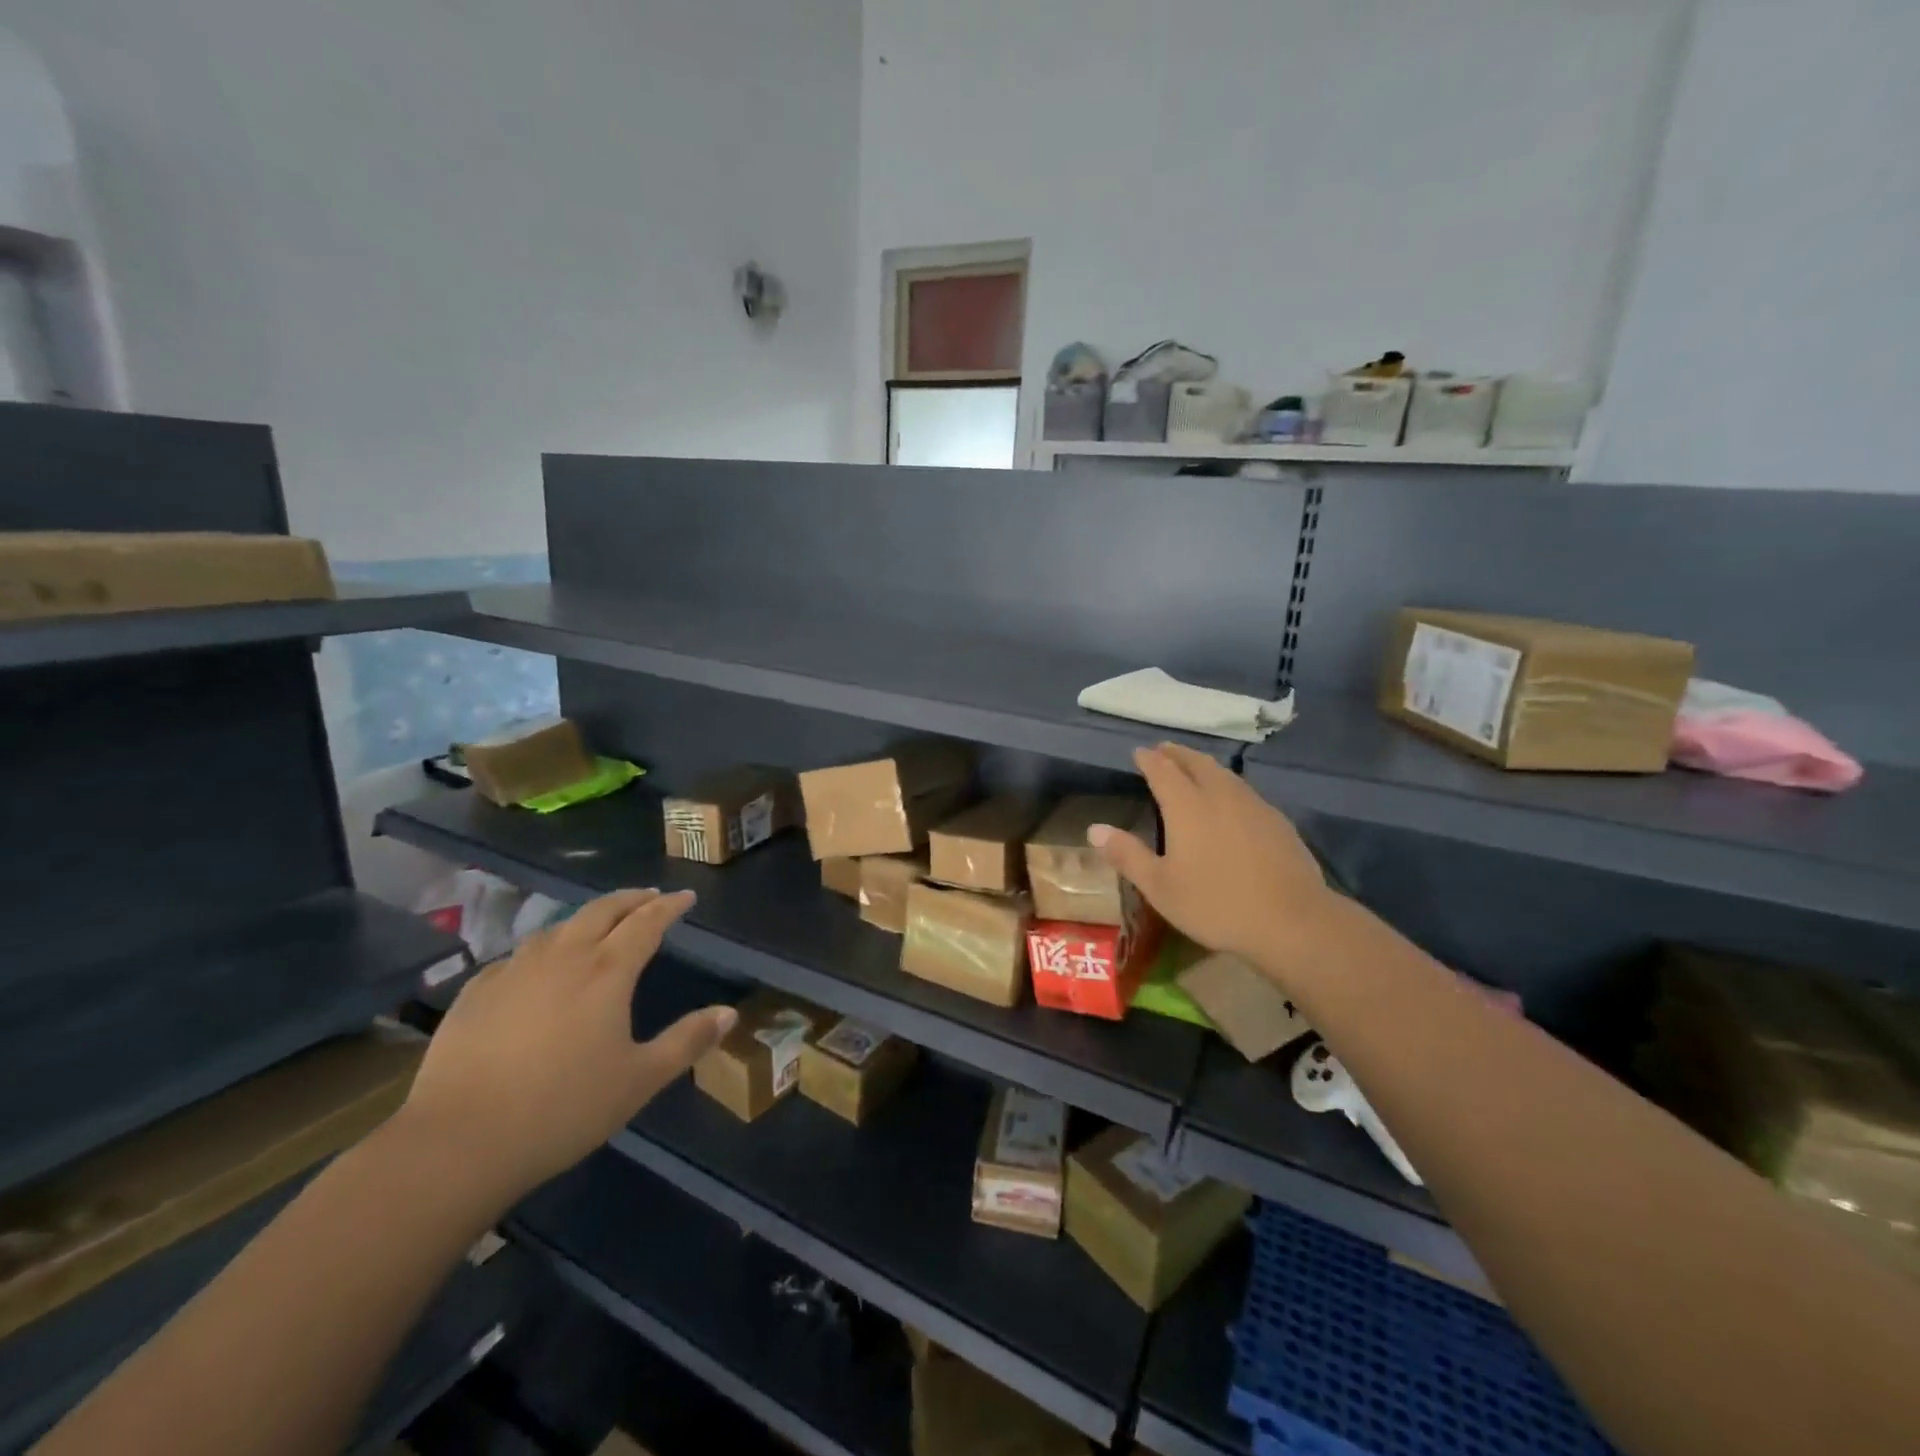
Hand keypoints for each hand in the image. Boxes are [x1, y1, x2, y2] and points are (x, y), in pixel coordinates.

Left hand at [397, 889, 736, 1202]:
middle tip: (649, 896)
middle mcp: (563, 957)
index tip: (685, 897)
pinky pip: (517, 956)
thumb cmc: (564, 1109)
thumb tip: (730, 1013)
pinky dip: (542, 949)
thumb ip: (687, 1041)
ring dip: (586, 918)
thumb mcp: (640, 1080)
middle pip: (602, 910)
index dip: (669, 906)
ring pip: (558, 927)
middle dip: (631, 899)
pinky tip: (537, 966)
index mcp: (607, 972)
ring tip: (599, 924)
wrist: (459, 1142)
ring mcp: (514, 971)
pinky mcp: (476, 993)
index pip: (646, 922)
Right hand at [1090, 743, 1337, 974]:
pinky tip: (1231, 800)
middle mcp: (1220, 795)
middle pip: (1196, 763)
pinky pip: (1245, 791)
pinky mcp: (1277, 821)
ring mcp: (1253, 806)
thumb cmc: (1216, 904)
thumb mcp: (1160, 887)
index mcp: (1187, 806)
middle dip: (1177, 754)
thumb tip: (1094, 828)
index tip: (1139, 753)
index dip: (1149, 760)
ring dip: (1204, 765)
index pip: (1163, 771)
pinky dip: (1228, 784)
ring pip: (1224, 774)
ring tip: (1194, 766)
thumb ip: (1127, 854)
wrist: (1292, 921)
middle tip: (1164, 750)